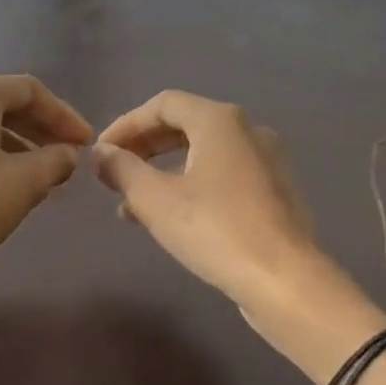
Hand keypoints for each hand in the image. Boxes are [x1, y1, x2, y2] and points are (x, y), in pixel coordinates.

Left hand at [0, 74, 93, 271]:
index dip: (63, 116)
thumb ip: (54, 161)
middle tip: (66, 155)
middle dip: (38, 129)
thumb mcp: (23, 184)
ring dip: (13, 144)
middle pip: (1, 104)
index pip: (30, 91)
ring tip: (38, 173)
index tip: (85, 143)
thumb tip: (67, 154)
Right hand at [91, 90, 322, 311]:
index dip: (126, 124)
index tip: (101, 152)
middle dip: (144, 148)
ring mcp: (266, 162)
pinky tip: (171, 220)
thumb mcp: (154, 199)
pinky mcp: (274, 194)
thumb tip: (102, 153)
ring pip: (203, 155)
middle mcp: (248, 131)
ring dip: (163, 172)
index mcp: (219, 121)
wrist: (284, 279)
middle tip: (113, 173)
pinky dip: (191, 187)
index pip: (163, 105)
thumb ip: (122, 169)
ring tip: (130, 205)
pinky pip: (223, 178)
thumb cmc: (214, 229)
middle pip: (185, 126)